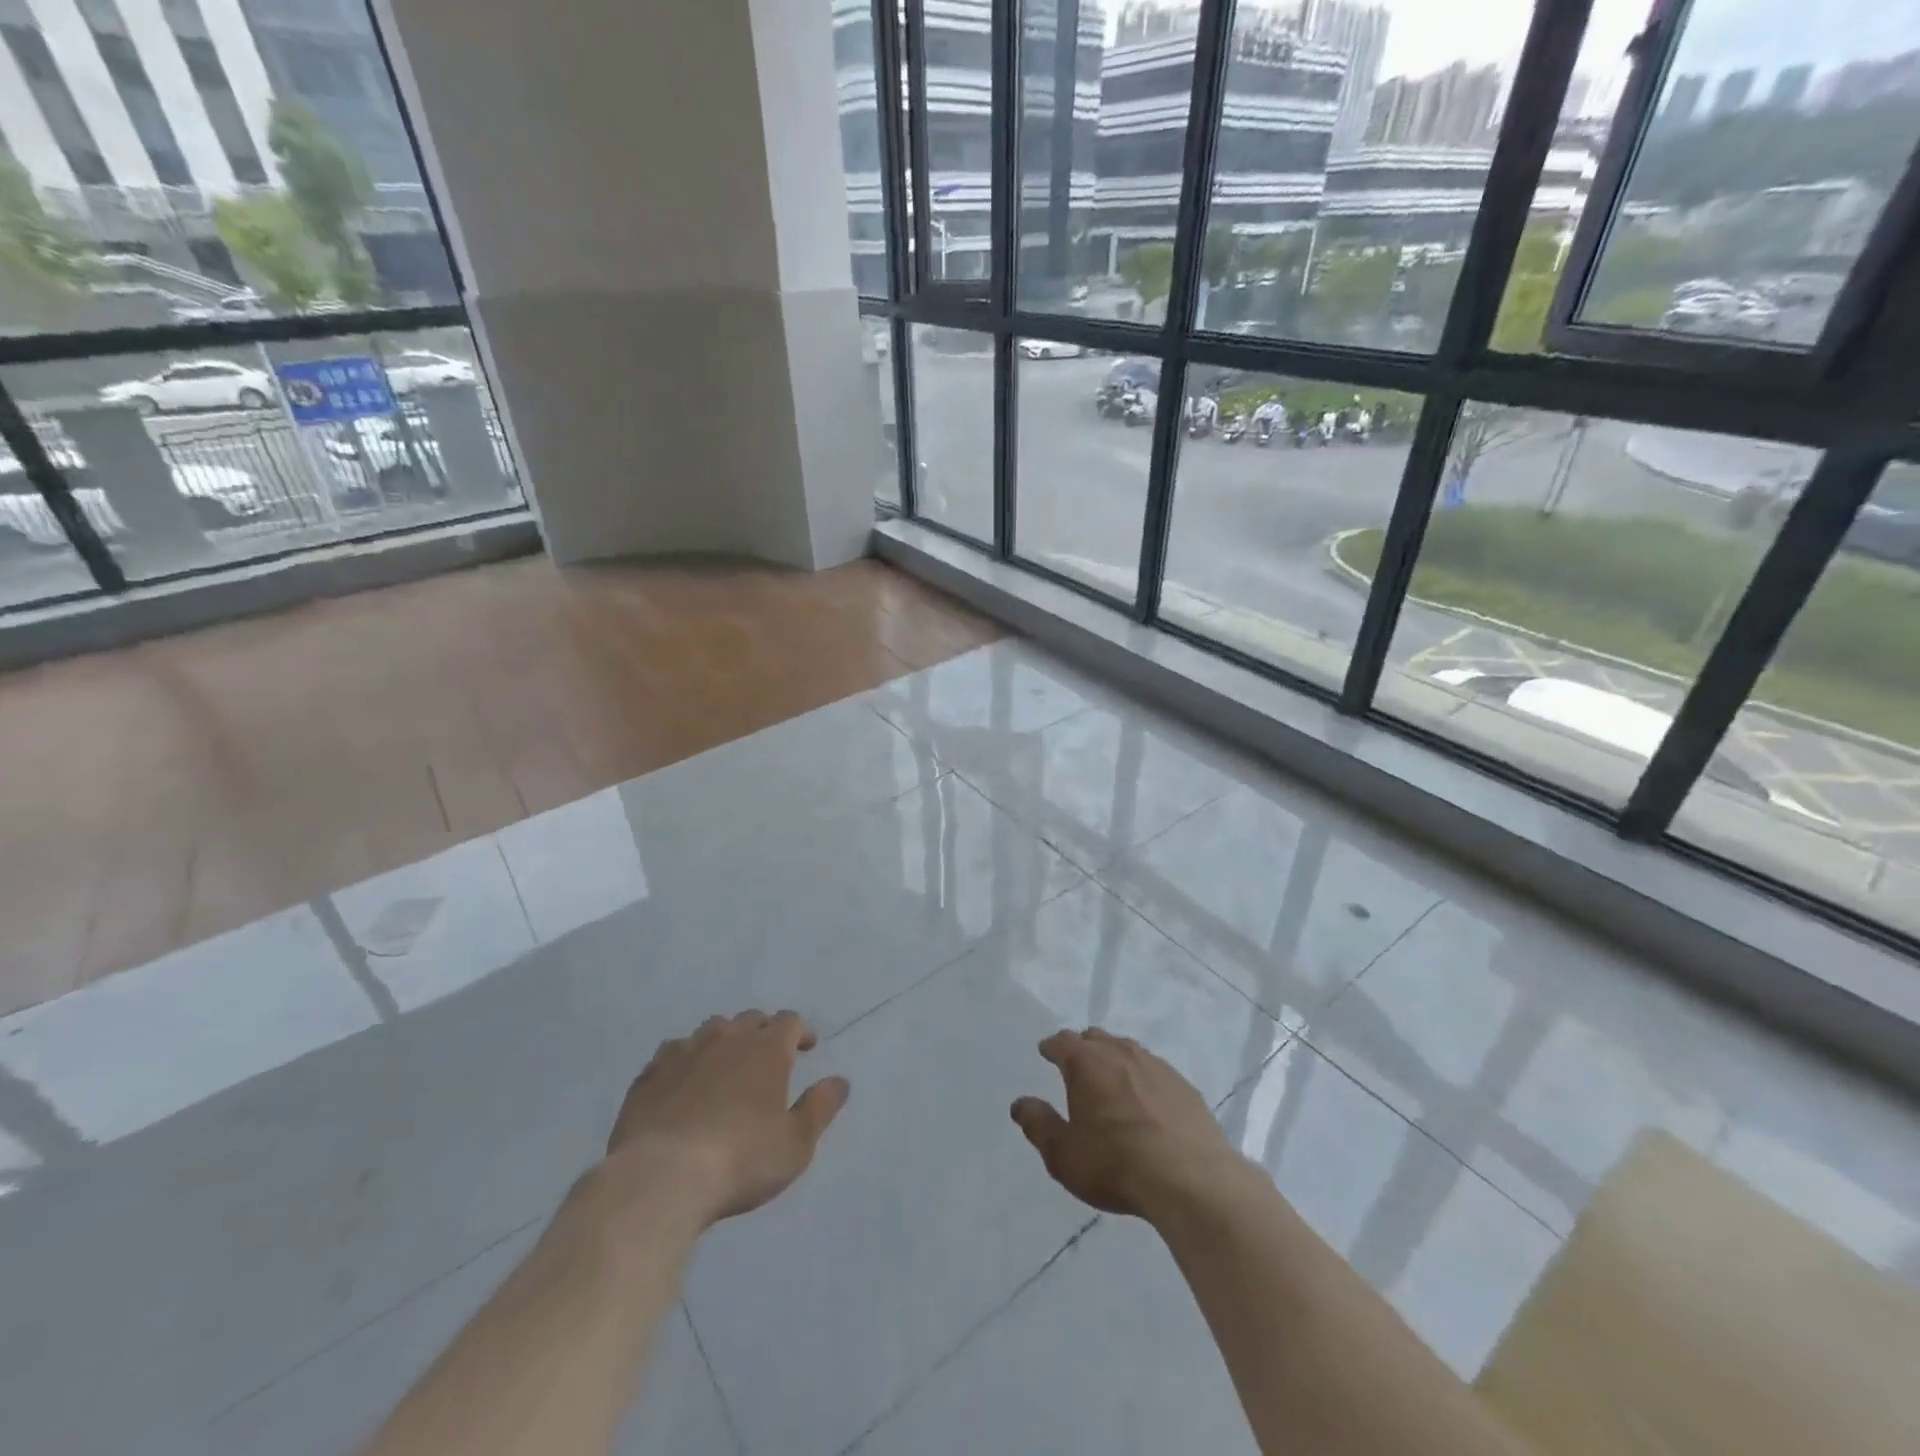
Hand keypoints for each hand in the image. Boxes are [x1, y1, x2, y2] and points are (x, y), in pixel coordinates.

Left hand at [600, 1010, 849, 1231]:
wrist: (661, 1178)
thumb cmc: (740, 1160)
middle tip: (768, 1056)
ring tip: (726, 1064)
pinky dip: (685, 1059)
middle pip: (750, 1019)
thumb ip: (820, 1108)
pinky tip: (683, 1080)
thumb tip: (840, 1081)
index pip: (789, 1021)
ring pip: (710, 1029)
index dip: (801, 1032)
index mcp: (766, 1049)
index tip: (806, 1048)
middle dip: (763, 1031)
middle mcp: (726, 1039)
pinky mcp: (649, 1076)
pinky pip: (672, 1052)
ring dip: (724, 1040)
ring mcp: (684, 1053)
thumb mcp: (795, 1144)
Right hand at [1012, 1028, 1243, 1219]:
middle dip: (1082, 1047)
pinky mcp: (1183, 1086)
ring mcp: (1156, 1066)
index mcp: (1086, 1063)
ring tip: (1109, 1076)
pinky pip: (1154, 1070)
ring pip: (1127, 1049)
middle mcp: (1120, 1053)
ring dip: (1113, 1057)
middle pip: (1095, 1038)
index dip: (1051, 1047)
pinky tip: (1146, 1098)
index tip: (1046, 1051)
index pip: (1062, 1042)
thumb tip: (1020, 1103)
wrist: (1192, 1179)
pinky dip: (1142, 1076)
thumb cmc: (1116, 1164)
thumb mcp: (1064, 1154)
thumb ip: (1038, 1125)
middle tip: (1076, 1063)